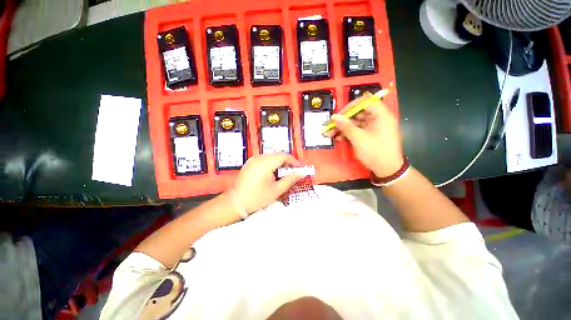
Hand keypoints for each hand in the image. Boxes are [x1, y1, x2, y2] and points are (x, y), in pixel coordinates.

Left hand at [232, 153, 304, 213]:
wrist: (236, 202)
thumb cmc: (257, 198)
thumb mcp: (276, 190)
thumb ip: (290, 180)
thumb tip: (301, 173)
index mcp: (265, 163)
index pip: (283, 156)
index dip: (293, 161)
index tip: (300, 169)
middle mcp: (259, 158)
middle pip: (278, 155)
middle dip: (287, 162)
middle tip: (294, 172)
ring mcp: (253, 159)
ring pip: (271, 156)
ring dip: (280, 162)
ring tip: (285, 173)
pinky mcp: (250, 163)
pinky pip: (265, 159)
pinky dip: (272, 163)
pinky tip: (274, 172)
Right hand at [327, 96, 403, 176]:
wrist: (387, 170)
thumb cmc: (375, 152)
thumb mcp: (358, 139)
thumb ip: (345, 126)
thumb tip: (333, 116)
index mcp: (381, 115)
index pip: (365, 102)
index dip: (350, 107)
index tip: (339, 115)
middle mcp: (379, 118)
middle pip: (359, 113)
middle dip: (344, 120)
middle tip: (332, 127)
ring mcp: (375, 127)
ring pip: (357, 122)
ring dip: (344, 128)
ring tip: (332, 135)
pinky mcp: (371, 134)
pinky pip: (359, 130)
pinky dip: (349, 133)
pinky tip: (340, 139)